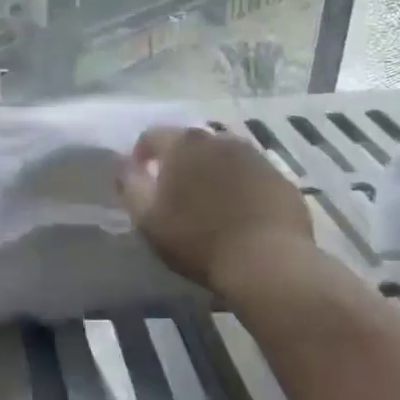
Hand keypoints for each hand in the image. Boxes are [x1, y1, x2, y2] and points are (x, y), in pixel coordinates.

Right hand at [118, 126, 313, 292]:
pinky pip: (251, 174)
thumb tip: (120, 161)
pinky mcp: (279, 177)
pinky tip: (240, 213)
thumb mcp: (148, 218)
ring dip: (211, 171)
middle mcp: (219, 139)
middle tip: (175, 193)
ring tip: (209, 202)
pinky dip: (240, 185)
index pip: (152, 135)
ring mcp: (254, 156)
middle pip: (190, 143)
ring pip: (223, 156)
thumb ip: (129, 184)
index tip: (140, 179)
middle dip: (179, 162)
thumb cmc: (199, 240)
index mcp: (184, 144)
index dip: (140, 155)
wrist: (269, 263)